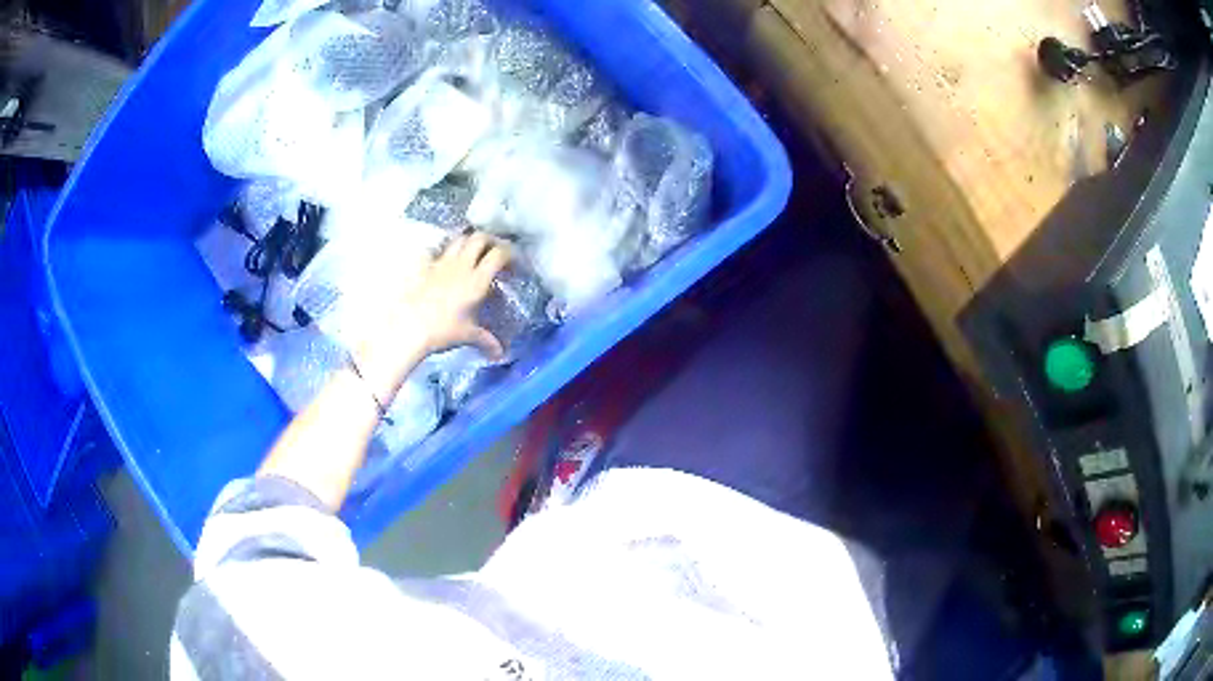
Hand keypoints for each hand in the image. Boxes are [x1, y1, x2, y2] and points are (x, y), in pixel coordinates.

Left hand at [351, 233, 510, 404]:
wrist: (409, 328)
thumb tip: (499, 354)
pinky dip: (443, 251)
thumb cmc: (443, 331)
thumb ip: (486, 341)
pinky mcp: (424, 267)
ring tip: (471, 252)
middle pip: (479, 238)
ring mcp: (441, 263)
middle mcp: (461, 266)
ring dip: (468, 241)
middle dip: (490, 240)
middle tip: (494, 250)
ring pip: (459, 239)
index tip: (513, 260)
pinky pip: (436, 251)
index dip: (509, 252)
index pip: (498, 254)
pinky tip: (444, 261)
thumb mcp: (467, 336)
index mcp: (477, 280)